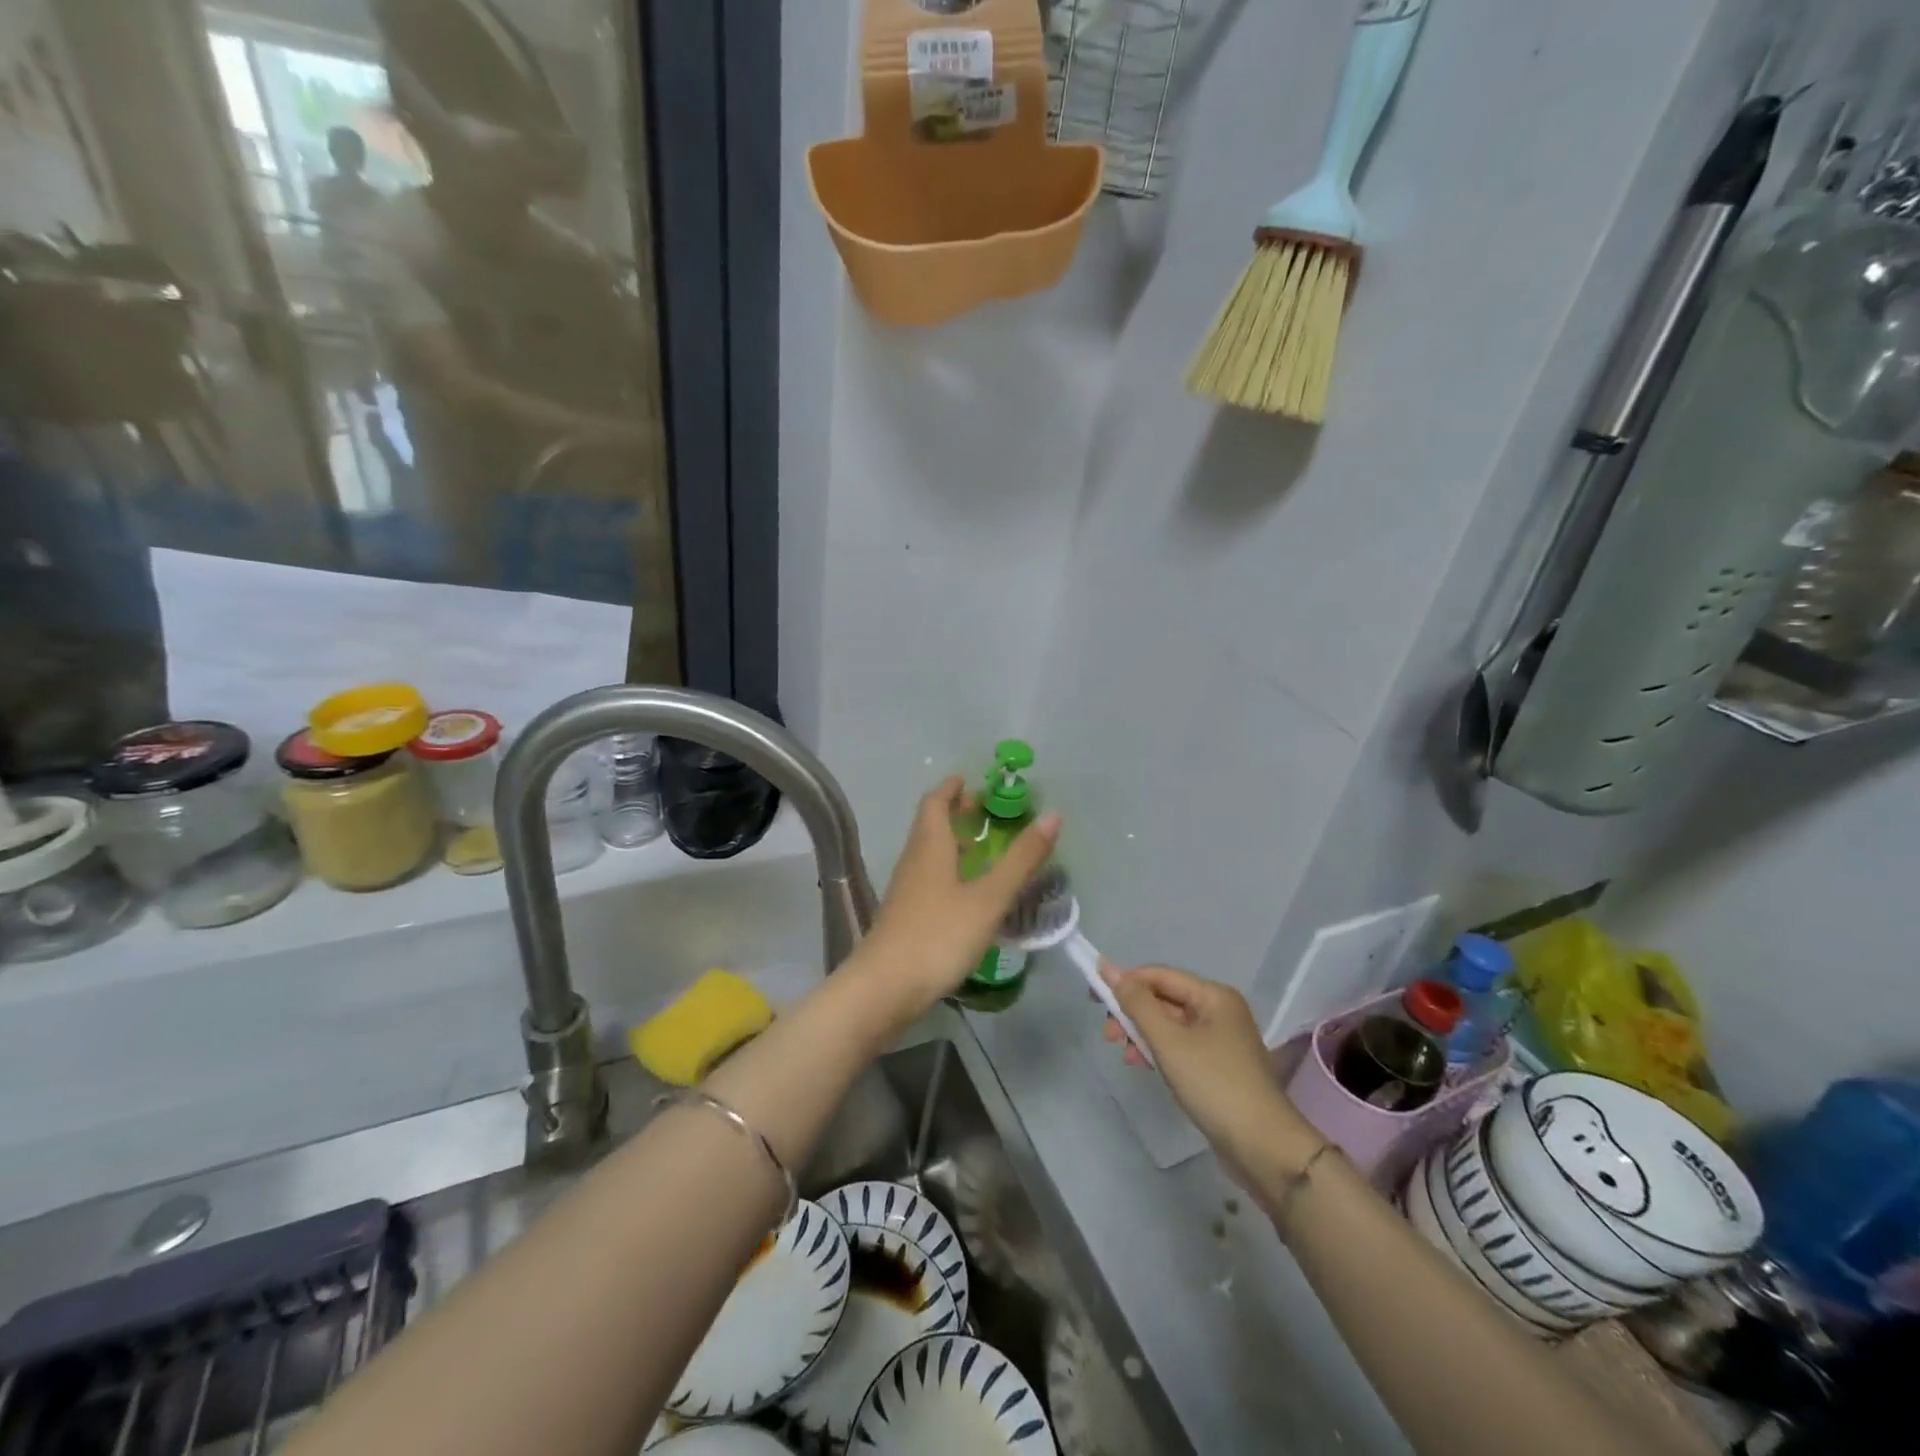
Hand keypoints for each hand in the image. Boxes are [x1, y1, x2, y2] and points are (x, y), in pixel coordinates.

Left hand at [846, 777, 1058, 1027]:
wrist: (885, 989)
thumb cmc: (938, 935)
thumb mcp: (988, 897)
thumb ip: (1021, 859)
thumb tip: (1053, 815)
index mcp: (929, 847)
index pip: (935, 802)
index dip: (951, 788)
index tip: (968, 778)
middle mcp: (914, 862)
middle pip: (930, 826)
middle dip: (954, 812)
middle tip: (983, 808)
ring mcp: (907, 891)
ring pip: (929, 854)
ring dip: (951, 842)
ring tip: (980, 846)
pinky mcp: (906, 917)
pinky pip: (929, 879)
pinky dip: (949, 871)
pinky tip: (966, 892)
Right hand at [1100, 964, 1317, 1181]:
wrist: (1263, 1147)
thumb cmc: (1214, 1084)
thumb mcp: (1168, 1040)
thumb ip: (1136, 1002)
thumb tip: (1106, 967)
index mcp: (1213, 995)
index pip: (1159, 975)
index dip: (1124, 982)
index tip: (1093, 999)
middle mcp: (1219, 1010)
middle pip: (1164, 999)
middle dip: (1132, 1013)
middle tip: (1108, 1036)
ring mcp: (1221, 1040)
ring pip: (1170, 1025)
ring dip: (1142, 1035)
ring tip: (1125, 1056)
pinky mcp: (1218, 1067)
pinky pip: (1180, 1047)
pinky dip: (1159, 1052)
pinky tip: (1144, 1066)